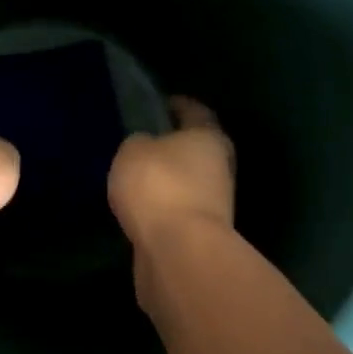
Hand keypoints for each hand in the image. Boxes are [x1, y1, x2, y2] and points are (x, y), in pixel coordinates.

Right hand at [108, 96, 235, 244]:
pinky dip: (162, 206)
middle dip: (173, 145)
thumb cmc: (158, 185)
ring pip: (187, 181)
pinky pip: (176, 209)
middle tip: (144, 143)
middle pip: (196, 148)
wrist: (178, 249)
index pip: (194, 110)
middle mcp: (219, 166)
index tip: (160, 103)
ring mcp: (214, 202)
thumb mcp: (132, 151)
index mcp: (208, 136)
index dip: (177, 104)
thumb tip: (144, 147)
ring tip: (136, 178)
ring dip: (168, 179)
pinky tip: (139, 207)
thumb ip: (138, 143)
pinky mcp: (200, 232)